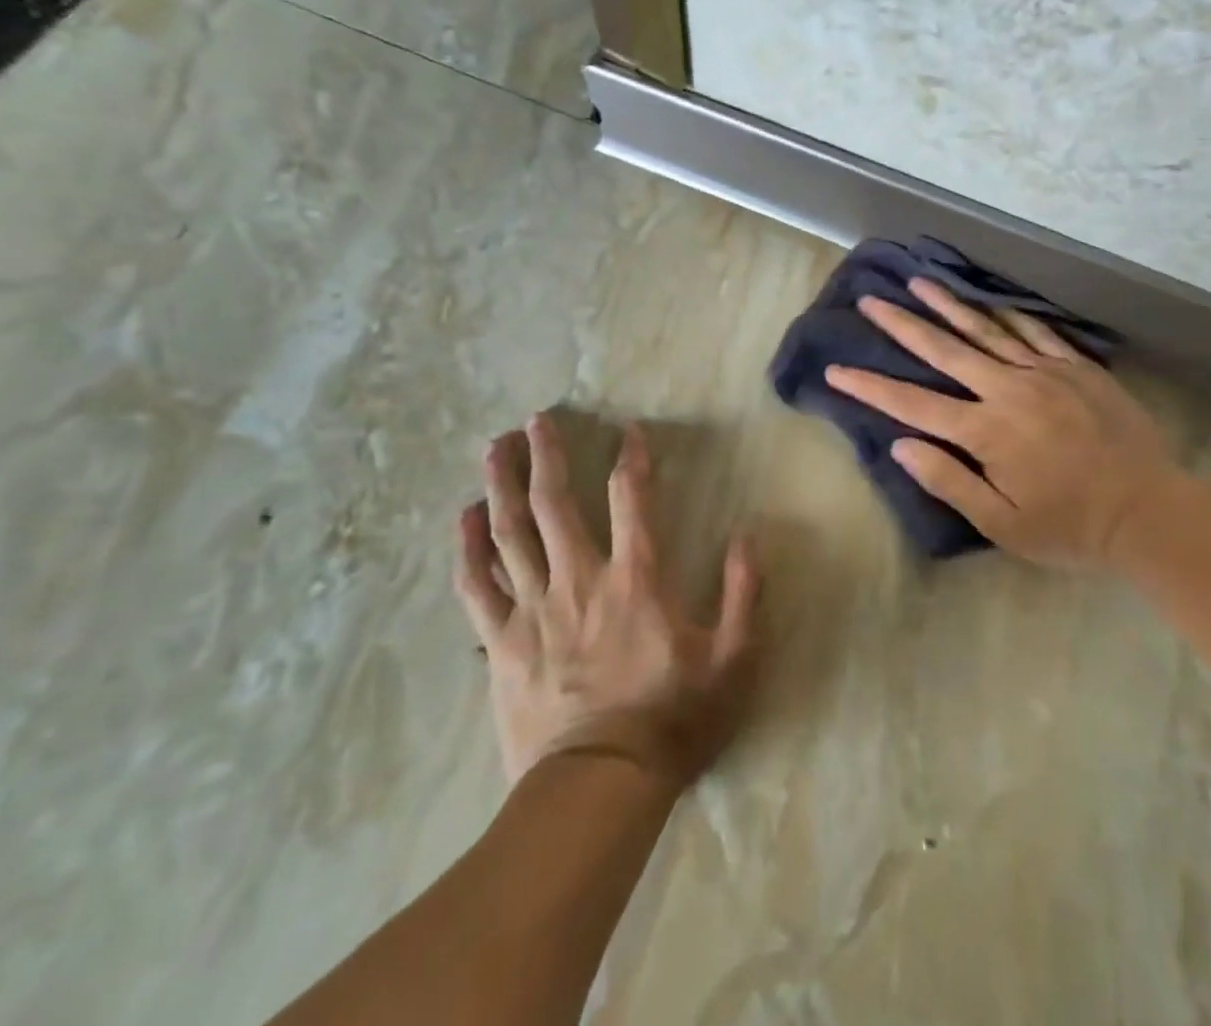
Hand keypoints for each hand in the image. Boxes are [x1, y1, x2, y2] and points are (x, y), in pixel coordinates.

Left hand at [454, 413, 759, 789]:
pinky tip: (463, 518)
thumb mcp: (731, 659)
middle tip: (535, 420)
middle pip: (555, 504)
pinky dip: (468, 549)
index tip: (629, 430)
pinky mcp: (503, 643)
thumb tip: (747, 536)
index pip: (633, 499)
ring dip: (502, 486)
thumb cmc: (672, 720)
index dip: (632, 458)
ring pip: (511, 534)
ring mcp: (534, 610)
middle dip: (546, 456)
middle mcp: (580, 580)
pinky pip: (477, 587)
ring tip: (494, 447)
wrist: (600, 789)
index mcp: (636, 579)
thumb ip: (742, 593)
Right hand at [825, 278, 1186, 571]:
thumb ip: (949, 482)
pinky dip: (1008, 314)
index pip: (913, 404)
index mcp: (986, 432)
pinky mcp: (1076, 368)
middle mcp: (1009, 391)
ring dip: (948, 305)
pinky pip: (1035, 333)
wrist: (1150, 512)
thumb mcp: (1002, 524)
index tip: (838, 369)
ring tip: (918, 282)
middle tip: (871, 301)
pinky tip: (988, 300)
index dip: (871, 386)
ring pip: (986, 331)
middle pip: (944, 351)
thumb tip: (901, 445)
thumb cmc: (1070, 527)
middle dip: (903, 325)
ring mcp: (1045, 373)